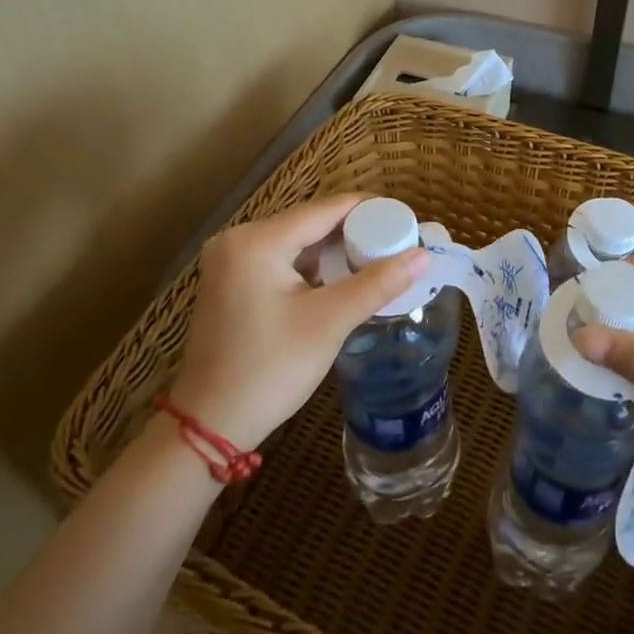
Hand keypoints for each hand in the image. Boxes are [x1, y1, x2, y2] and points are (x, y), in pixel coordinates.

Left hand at [163, 195, 427, 451]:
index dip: (370, 211)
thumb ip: (378, 283)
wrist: (210, 424)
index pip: (326, 209)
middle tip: (397, 244)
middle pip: (310, 221)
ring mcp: (230, 260)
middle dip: (355, 231)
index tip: (407, 221)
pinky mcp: (230, 280)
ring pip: (297, 241)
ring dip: (335, 249)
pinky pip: (281, 259)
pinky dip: (312, 265)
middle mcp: (238, 239)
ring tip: (378, 259)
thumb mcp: (329, 323)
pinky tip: (341, 278)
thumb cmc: (270, 370)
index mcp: (257, 240)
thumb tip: (423, 256)